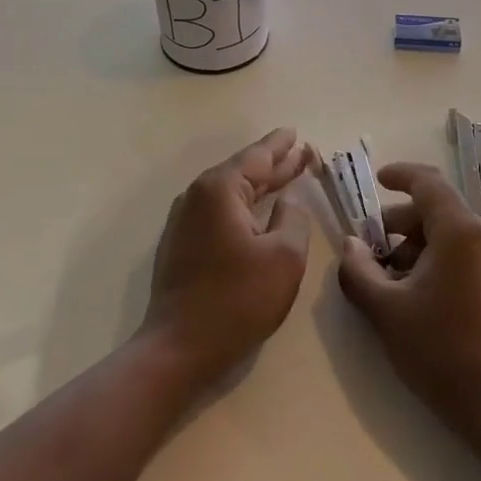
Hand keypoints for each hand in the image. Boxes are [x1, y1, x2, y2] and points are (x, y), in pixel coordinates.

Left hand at [139, 128, 314, 390]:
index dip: (281, 146)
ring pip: (230, 192)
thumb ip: (293, 219)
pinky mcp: (182, 244)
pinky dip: (243, 205)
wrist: (179, 347)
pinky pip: (219, 211)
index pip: (257, 157)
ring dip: (259, 185)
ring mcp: (184, 221)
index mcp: (220, 189)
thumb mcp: (284, 256)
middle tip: (301, 153)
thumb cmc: (237, 299)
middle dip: (274, 163)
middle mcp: (197, 196)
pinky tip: (258, 210)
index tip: (297, 133)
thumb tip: (288, 202)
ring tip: (286, 175)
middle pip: (242, 171)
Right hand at [338, 162, 480, 445]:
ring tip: (396, 282)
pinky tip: (426, 296)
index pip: (428, 182)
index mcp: (461, 229)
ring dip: (422, 246)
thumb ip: (358, 270)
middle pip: (440, 210)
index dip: (400, 175)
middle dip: (403, 224)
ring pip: (455, 234)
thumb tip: (350, 244)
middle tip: (374, 253)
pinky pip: (472, 253)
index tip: (378, 180)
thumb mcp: (385, 310)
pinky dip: (445, 259)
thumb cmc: (440, 350)